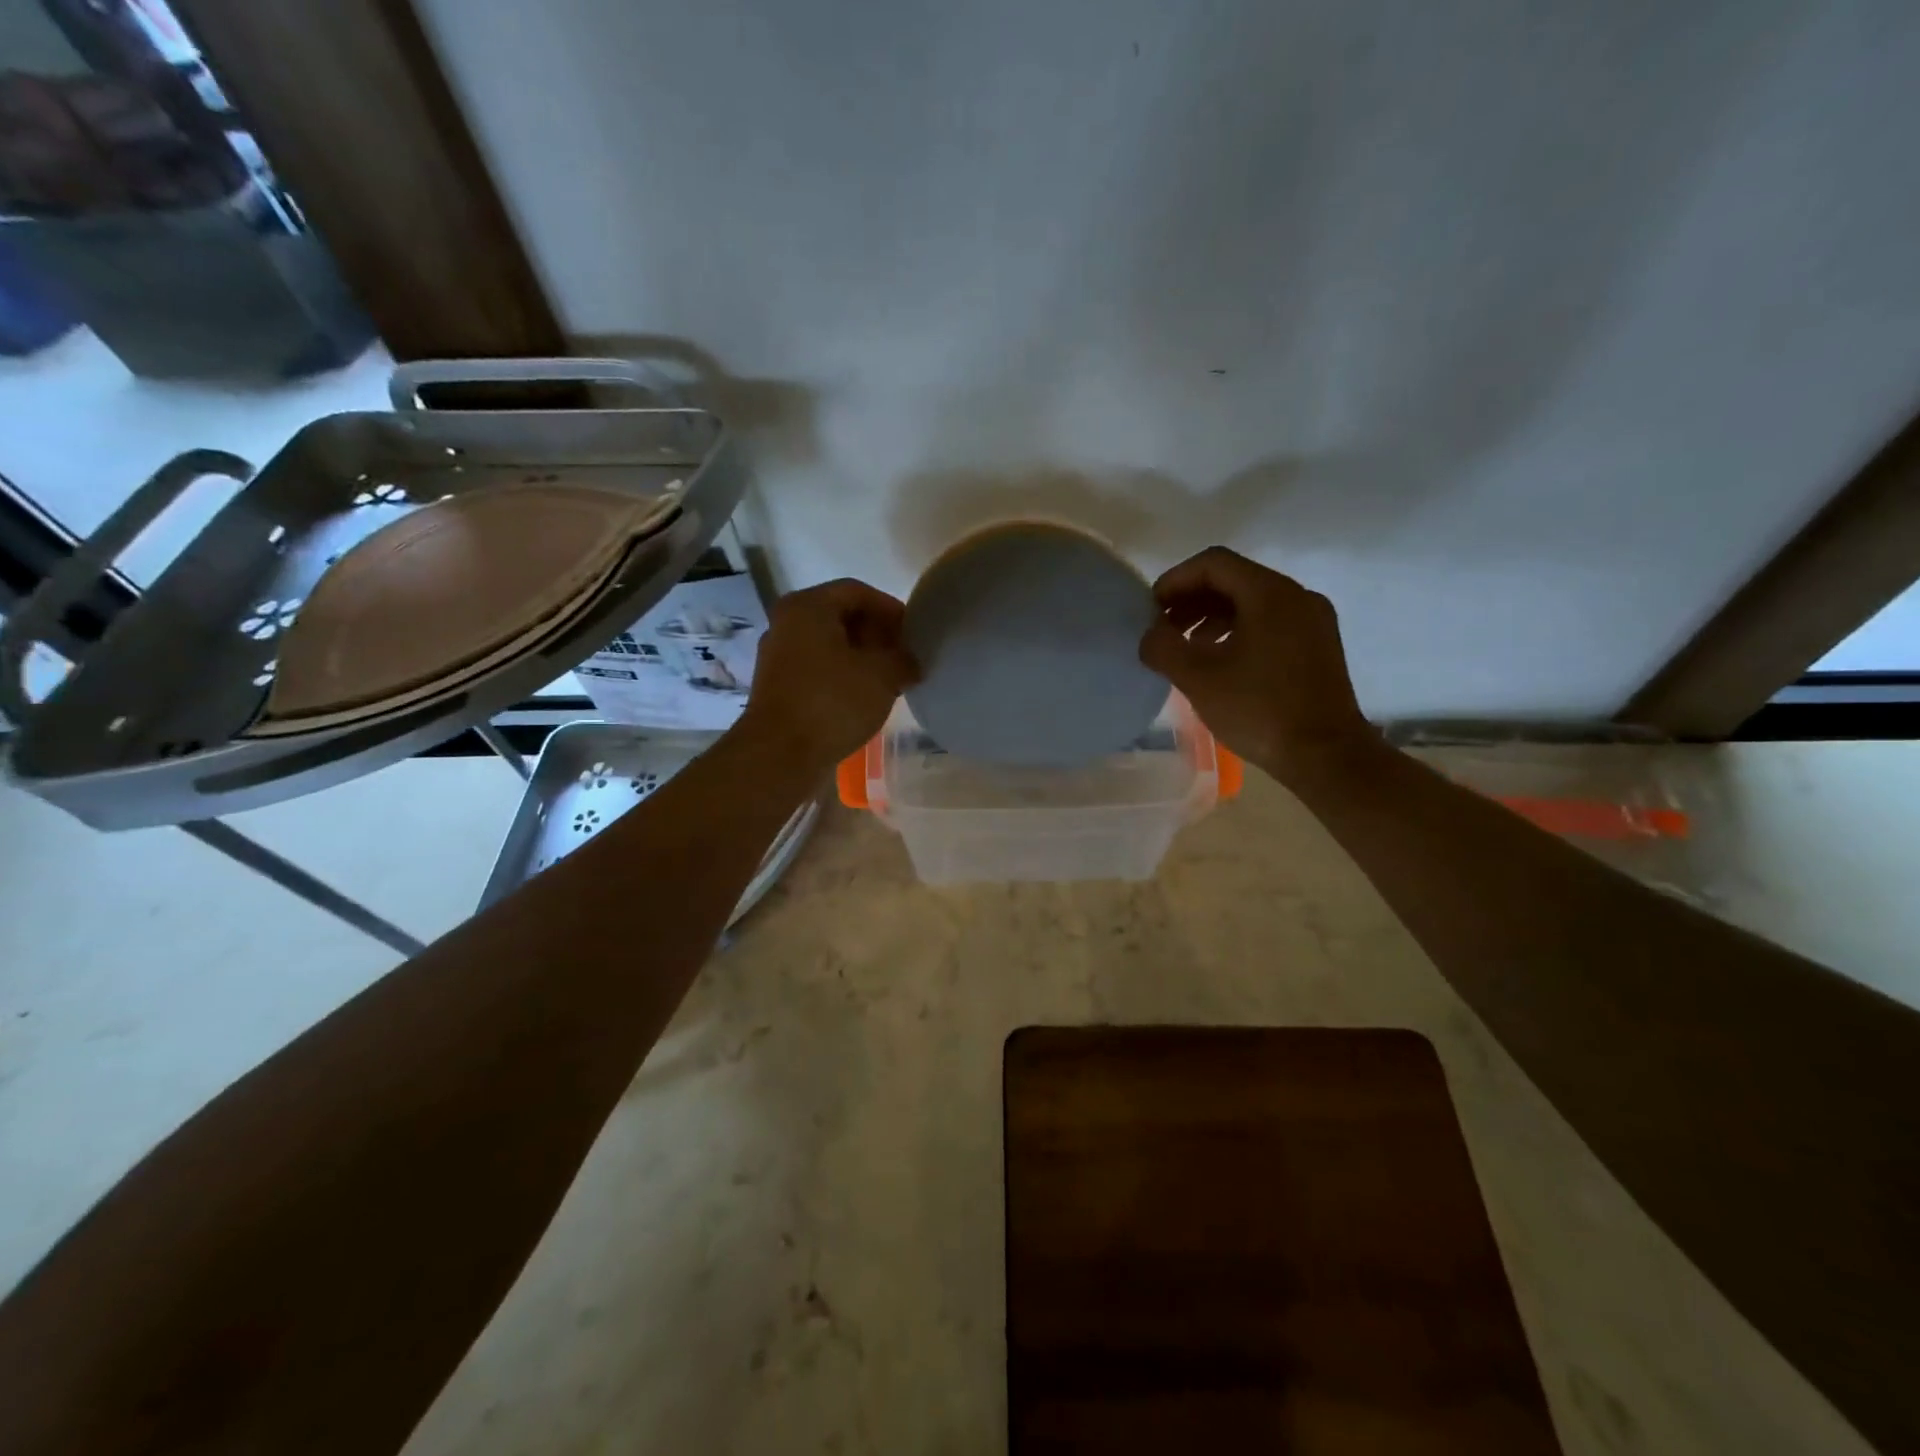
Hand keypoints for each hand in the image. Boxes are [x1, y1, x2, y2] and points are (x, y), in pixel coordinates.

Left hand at [739, 579, 920, 774]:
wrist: (780, 754)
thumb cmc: (832, 702)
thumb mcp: (882, 675)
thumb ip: (903, 659)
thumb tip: (909, 661)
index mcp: (808, 607)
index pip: (857, 591)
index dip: (890, 608)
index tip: (913, 632)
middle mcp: (786, 623)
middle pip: (840, 616)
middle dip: (876, 633)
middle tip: (904, 655)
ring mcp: (778, 656)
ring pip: (828, 644)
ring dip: (861, 657)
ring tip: (889, 678)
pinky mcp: (778, 686)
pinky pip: (817, 668)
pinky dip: (842, 675)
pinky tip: (863, 697)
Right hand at [1139, 546, 1371, 783]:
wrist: (1325, 755)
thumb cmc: (1259, 710)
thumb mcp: (1198, 679)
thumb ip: (1163, 648)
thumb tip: (1150, 635)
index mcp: (1270, 594)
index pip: (1214, 563)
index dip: (1175, 580)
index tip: (1151, 609)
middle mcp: (1297, 596)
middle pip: (1234, 579)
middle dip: (1192, 599)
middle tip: (1164, 628)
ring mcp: (1313, 620)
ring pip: (1253, 601)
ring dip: (1212, 616)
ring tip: (1187, 647)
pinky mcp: (1319, 645)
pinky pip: (1271, 621)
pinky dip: (1238, 630)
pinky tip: (1221, 661)